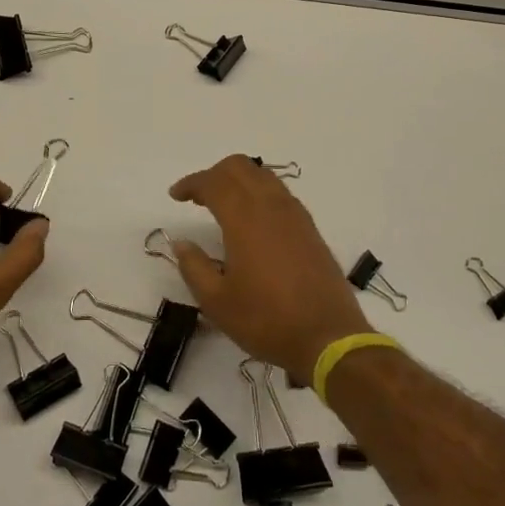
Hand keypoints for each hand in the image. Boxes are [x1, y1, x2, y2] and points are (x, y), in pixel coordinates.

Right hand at [167, 155, 371, 384]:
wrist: (328, 338)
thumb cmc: (266, 320)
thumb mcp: (217, 302)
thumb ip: (194, 267)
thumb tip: (182, 244)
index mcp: (245, 218)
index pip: (213, 182)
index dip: (191, 183)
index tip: (175, 195)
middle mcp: (271, 206)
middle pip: (240, 167)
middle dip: (214, 174)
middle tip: (198, 197)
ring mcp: (295, 215)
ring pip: (263, 176)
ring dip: (238, 180)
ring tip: (223, 204)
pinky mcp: (310, 228)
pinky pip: (280, 193)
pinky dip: (259, 192)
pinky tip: (253, 220)